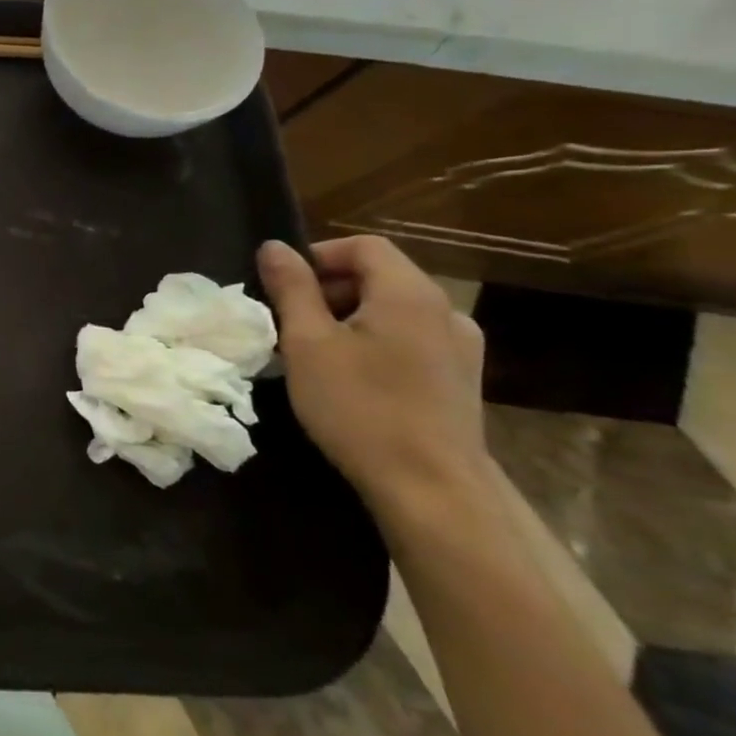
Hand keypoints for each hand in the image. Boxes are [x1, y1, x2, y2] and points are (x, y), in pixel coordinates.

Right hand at [257, 236, 491, 526]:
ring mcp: (460, 347)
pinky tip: (354, 378)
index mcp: (409, 293)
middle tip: (290, 323)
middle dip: (329, 289)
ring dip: (350, 317)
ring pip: (393, 310)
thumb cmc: (360, 407)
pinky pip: (410, 338)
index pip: (364, 246)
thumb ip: (291, 288)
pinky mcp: (461, 379)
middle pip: (380, 275)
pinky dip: (376, 342)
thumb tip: (274, 247)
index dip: (318, 256)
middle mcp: (444, 310)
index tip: (284, 288)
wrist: (432, 488)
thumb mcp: (308, 343)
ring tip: (316, 353)